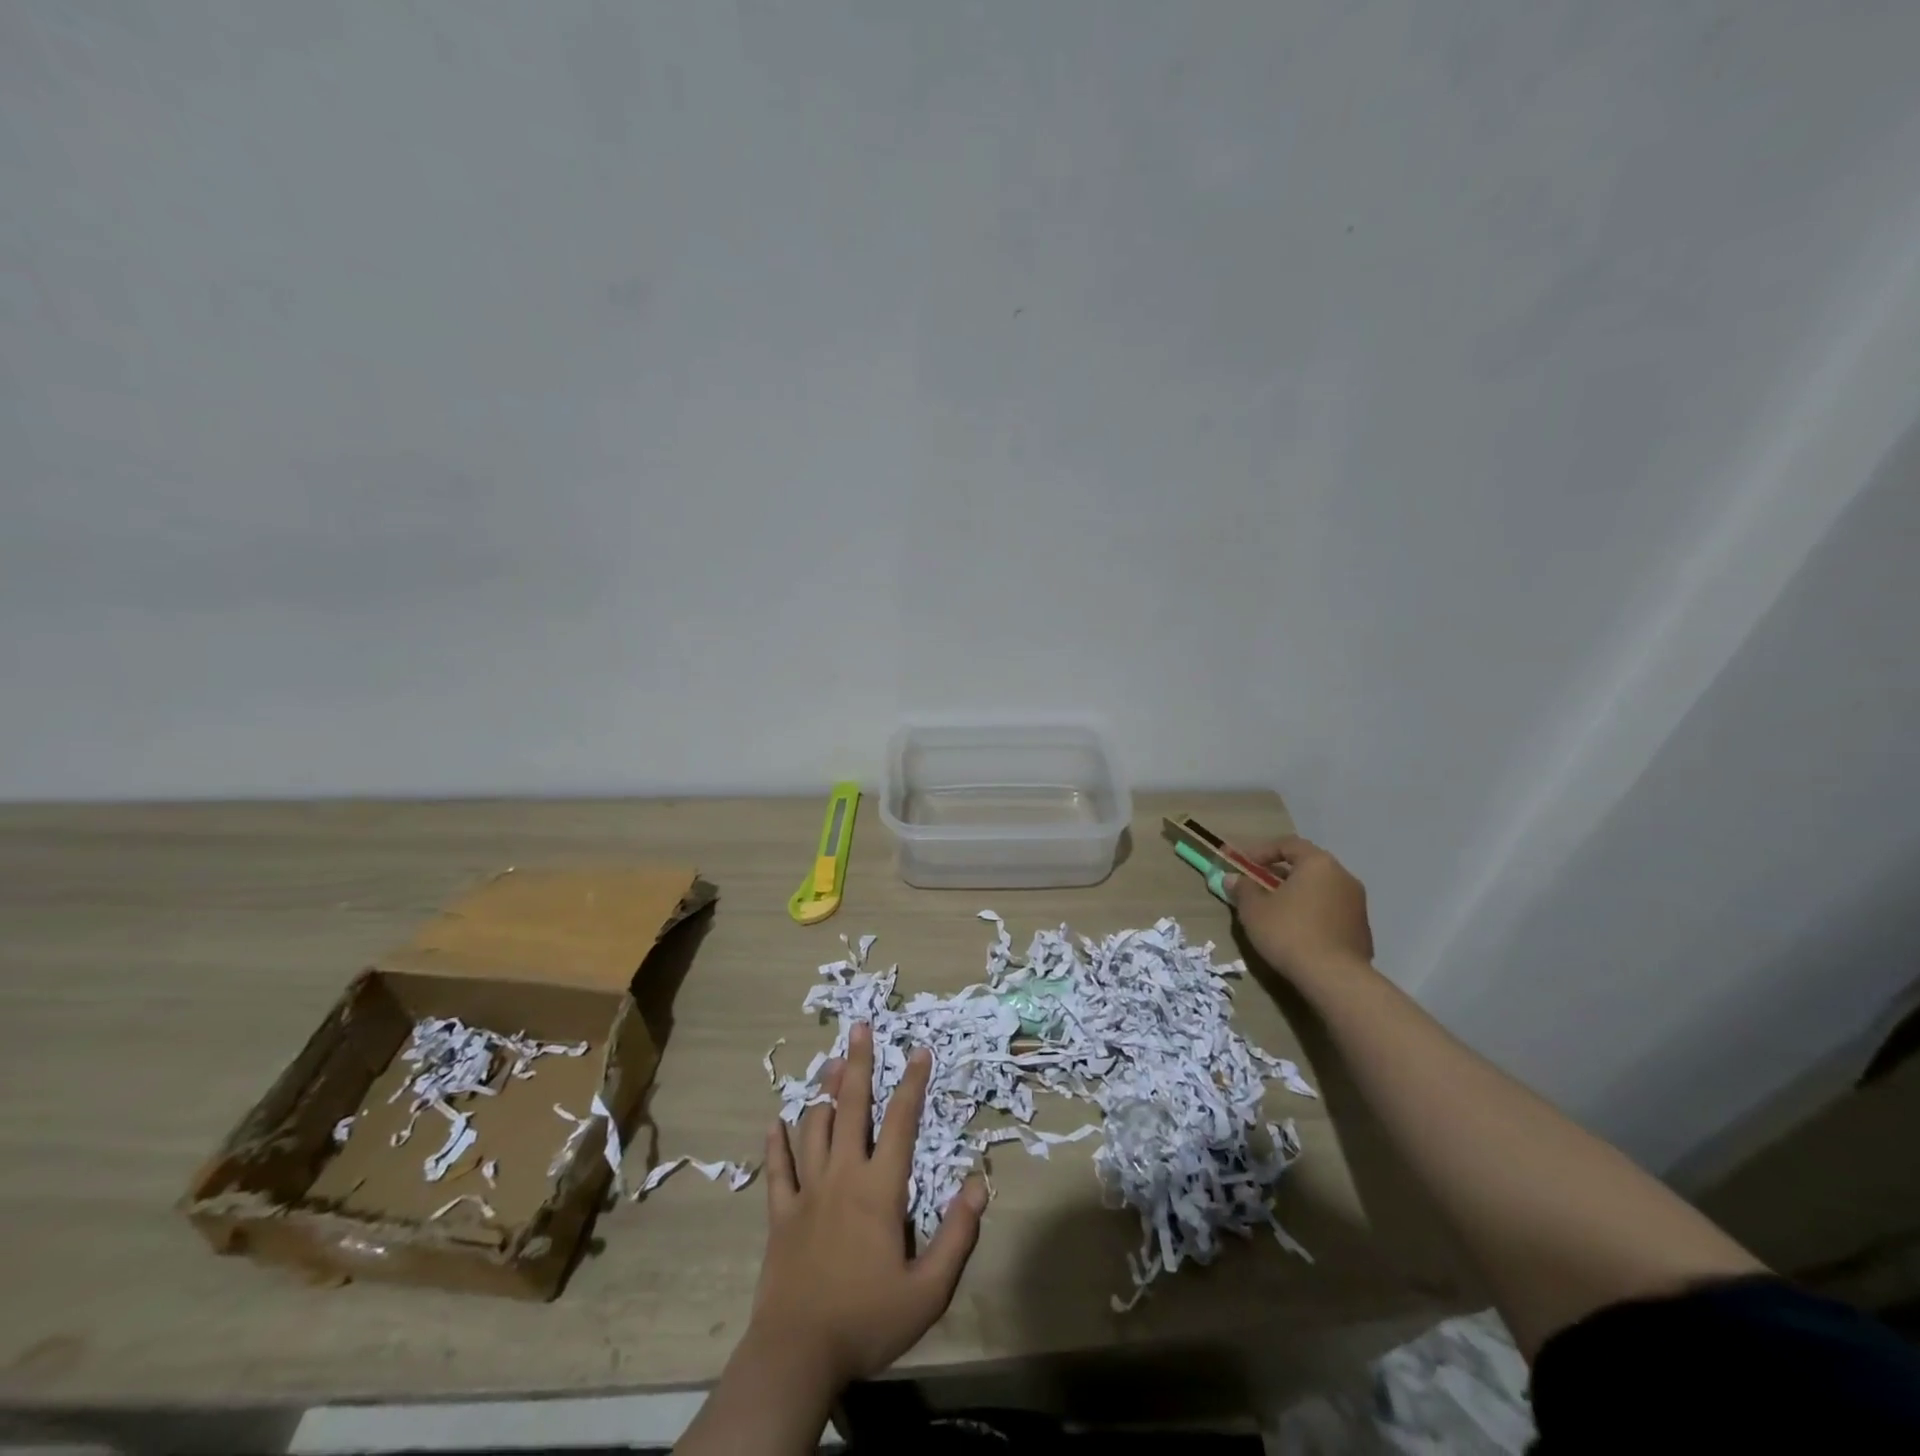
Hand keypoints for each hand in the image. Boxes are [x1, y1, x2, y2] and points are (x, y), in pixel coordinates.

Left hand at [750, 1022, 986, 1392]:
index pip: (901, 1123)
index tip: (920, 1049)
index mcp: (879, 1189)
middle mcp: (843, 1176)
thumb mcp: (928, 1291)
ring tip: (831, 1064)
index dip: (913, 1083)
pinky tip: (774, 1122)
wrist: (797, 1354)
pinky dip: (776, 1144)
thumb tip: (979, 1183)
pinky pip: (778, 1170)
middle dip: (859, 1064)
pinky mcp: (781, 1214)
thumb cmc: (868, 1320)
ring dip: (825, 1094)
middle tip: (860, 1028)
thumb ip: (958, 1236)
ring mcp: (808, 1192)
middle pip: (852, 1108)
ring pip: (815, 1128)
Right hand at [1226, 834, 1373, 981]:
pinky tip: (1297, 932)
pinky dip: (1312, 913)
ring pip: (1320, 889)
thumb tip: (1233, 878)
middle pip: (1306, 866)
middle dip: (1279, 874)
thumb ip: (1242, 889)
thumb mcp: (1254, 909)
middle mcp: (1343, 877)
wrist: (1334, 978)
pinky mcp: (1362, 929)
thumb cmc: (1289, 933)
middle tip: (1258, 887)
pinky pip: (1331, 911)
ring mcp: (1357, 904)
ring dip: (1297, 895)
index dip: (1261, 851)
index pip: (1288, 844)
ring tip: (1275, 912)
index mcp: (1318, 864)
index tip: (1243, 864)